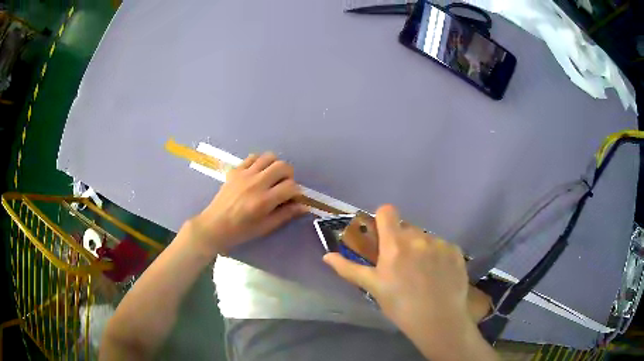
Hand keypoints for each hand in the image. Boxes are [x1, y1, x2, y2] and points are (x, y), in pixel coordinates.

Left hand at [191, 152, 307, 255]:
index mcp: (264, 200)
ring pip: (269, 157)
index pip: (291, 187)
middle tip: (285, 186)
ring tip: (272, 177)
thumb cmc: (241, 231)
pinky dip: (260, 162)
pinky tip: (258, 173)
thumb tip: (304, 206)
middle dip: (289, 175)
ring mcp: (244, 174)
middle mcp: (256, 183)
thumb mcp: (265, 227)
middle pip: (282, 166)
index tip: (294, 199)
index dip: (297, 192)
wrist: (215, 225)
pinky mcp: (235, 170)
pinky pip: (252, 157)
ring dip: (275, 165)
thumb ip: (285, 215)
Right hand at [324, 205, 496, 359]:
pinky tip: (439, 275)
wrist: (438, 321)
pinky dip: (438, 256)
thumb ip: (349, 269)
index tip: (382, 237)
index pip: (387, 211)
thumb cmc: (400, 306)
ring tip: (423, 274)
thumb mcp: (373, 288)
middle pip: (406, 228)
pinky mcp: (456, 251)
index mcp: (395, 244)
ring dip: (421, 249)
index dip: (382, 220)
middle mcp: (419, 238)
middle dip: (401, 241)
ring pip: (425, 238)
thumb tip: (326, 256)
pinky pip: (442, 246)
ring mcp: (440, 243)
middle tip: (402, 265)